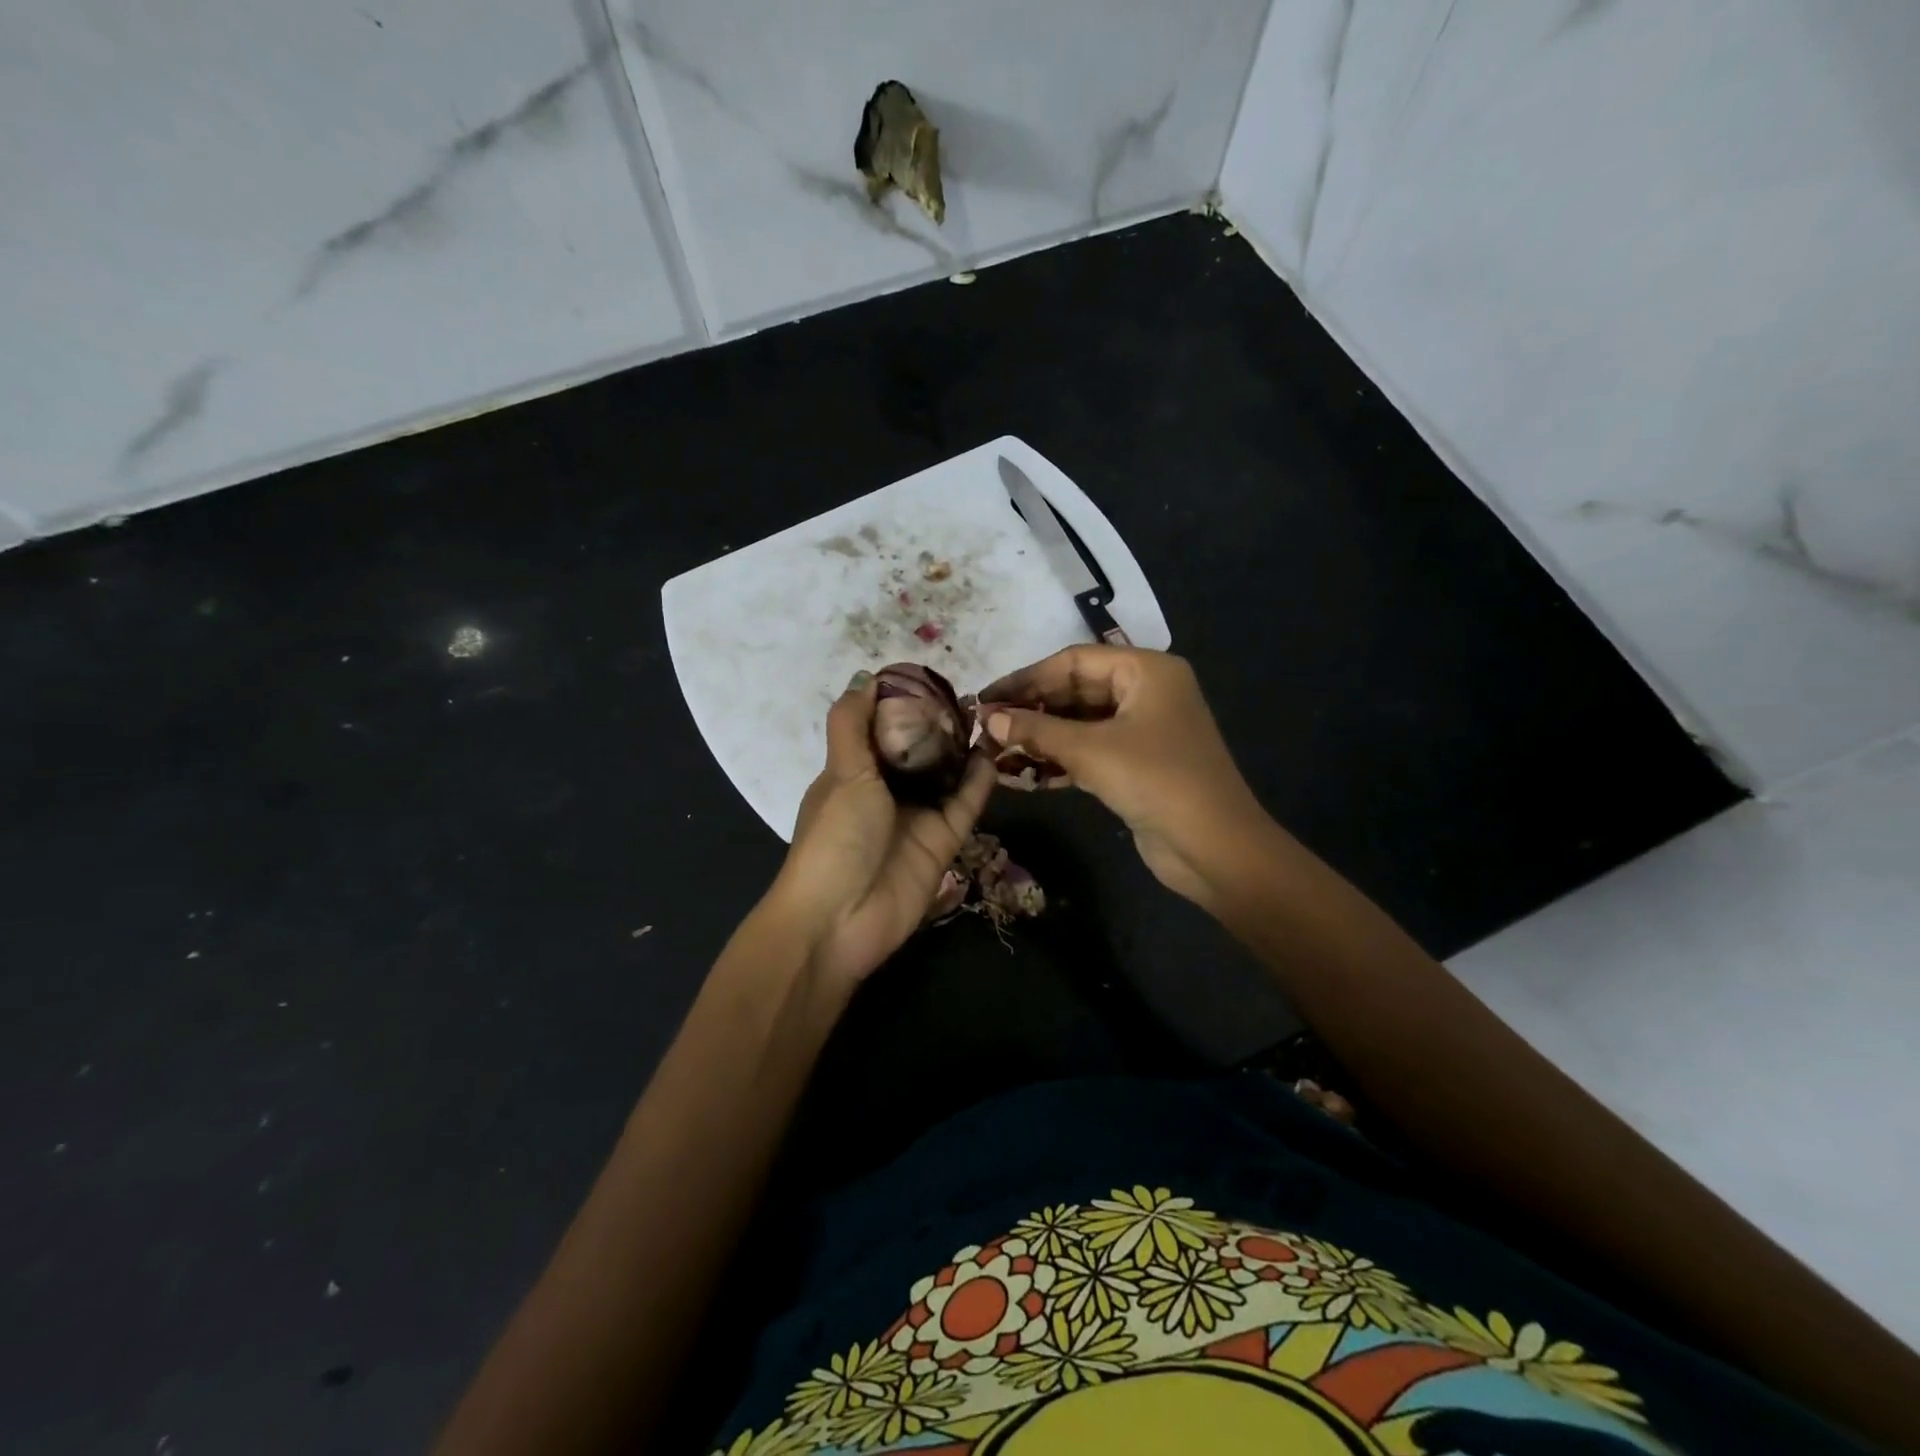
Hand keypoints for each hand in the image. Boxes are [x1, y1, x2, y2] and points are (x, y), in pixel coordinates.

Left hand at [769, 670, 994, 987]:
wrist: (841, 918)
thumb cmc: (835, 837)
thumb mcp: (841, 771)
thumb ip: (853, 723)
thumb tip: (866, 677)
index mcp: (853, 771)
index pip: (880, 728)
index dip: (900, 702)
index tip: (927, 675)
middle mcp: (886, 790)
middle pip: (918, 750)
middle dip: (939, 724)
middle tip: (967, 694)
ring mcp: (916, 816)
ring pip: (946, 774)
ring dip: (964, 748)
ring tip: (987, 715)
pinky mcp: (943, 840)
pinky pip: (965, 803)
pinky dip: (978, 780)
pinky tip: (991, 753)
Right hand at [977, 646, 1269, 906]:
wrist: (1215, 848)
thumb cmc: (1156, 781)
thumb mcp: (1091, 751)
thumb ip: (1037, 731)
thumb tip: (989, 719)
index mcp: (1145, 671)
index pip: (1072, 662)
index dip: (1026, 679)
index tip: (985, 698)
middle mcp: (1146, 692)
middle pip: (1075, 691)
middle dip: (1031, 711)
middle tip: (986, 728)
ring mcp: (1143, 730)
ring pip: (1079, 725)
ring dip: (1040, 739)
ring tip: (995, 753)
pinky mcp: (1137, 765)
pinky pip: (1090, 752)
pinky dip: (1059, 761)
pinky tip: (1022, 775)